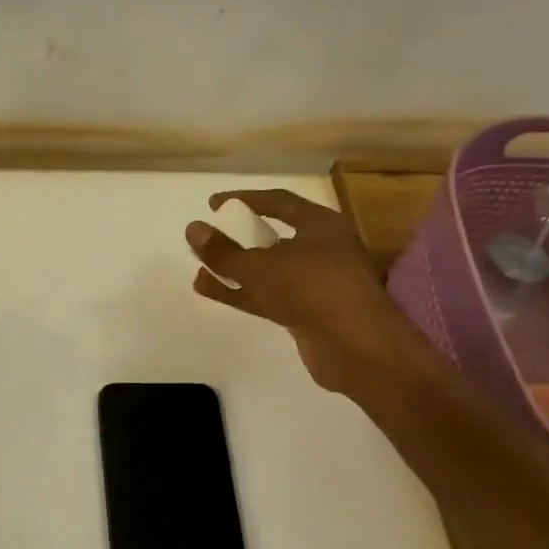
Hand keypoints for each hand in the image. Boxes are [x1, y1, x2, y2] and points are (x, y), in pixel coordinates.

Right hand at [185, 189, 428, 395]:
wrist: (356, 348)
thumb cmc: (312, 289)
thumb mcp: (259, 266)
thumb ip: (223, 251)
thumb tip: (192, 228)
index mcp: (320, 225)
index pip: (278, 202)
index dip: (244, 199)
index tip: (213, 204)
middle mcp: (322, 250)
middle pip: (273, 237)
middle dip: (239, 237)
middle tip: (209, 236)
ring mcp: (315, 284)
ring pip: (267, 270)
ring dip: (234, 268)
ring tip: (198, 265)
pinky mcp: (307, 313)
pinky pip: (267, 295)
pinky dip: (240, 291)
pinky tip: (209, 288)